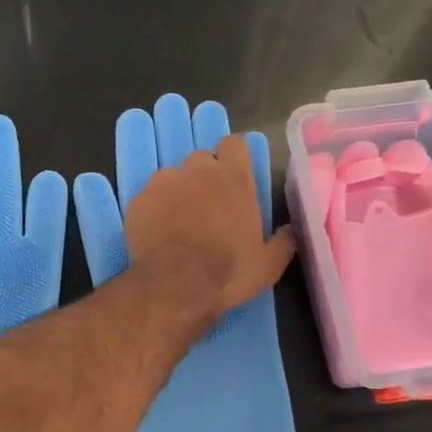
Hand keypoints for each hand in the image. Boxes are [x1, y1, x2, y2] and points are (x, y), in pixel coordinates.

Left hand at [126, 132, 295, 319]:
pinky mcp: (139, 200)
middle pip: (201, 159)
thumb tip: (292, 230)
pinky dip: (154, 209)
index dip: (233, 158)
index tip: (234, 178)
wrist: (175, 287)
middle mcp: (198, 171)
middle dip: (204, 176)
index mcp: (234, 179)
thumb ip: (283, 241)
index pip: (234, 144)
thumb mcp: (268, 264)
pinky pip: (149, 196)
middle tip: (208, 206)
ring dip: (178, 191)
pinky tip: (157, 232)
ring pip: (172, 176)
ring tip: (179, 221)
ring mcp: (164, 183)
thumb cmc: (228, 273)